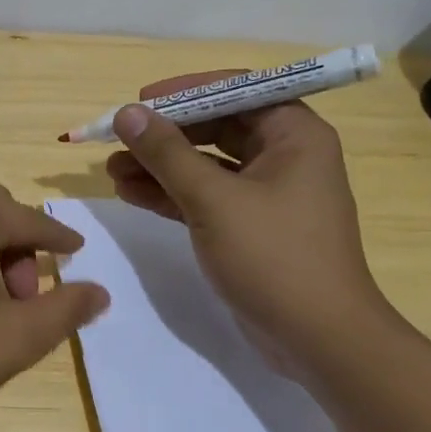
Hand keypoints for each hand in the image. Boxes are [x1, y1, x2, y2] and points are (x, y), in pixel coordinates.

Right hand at [104, 73, 395, 375]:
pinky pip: (205, 197)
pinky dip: (170, 194)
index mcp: (294, 135)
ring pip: (205, 165)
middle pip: (216, 127)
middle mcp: (284, 156)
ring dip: (160, 165)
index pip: (237, 91)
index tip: (141, 101)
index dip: (186, 92)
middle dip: (165, 134)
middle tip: (118, 139)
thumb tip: (127, 113)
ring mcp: (266, 194)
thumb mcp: (214, 200)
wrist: (318, 340)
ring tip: (111, 169)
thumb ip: (167, 153)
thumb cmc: (274, 257)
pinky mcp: (249, 226)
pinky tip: (130, 193)